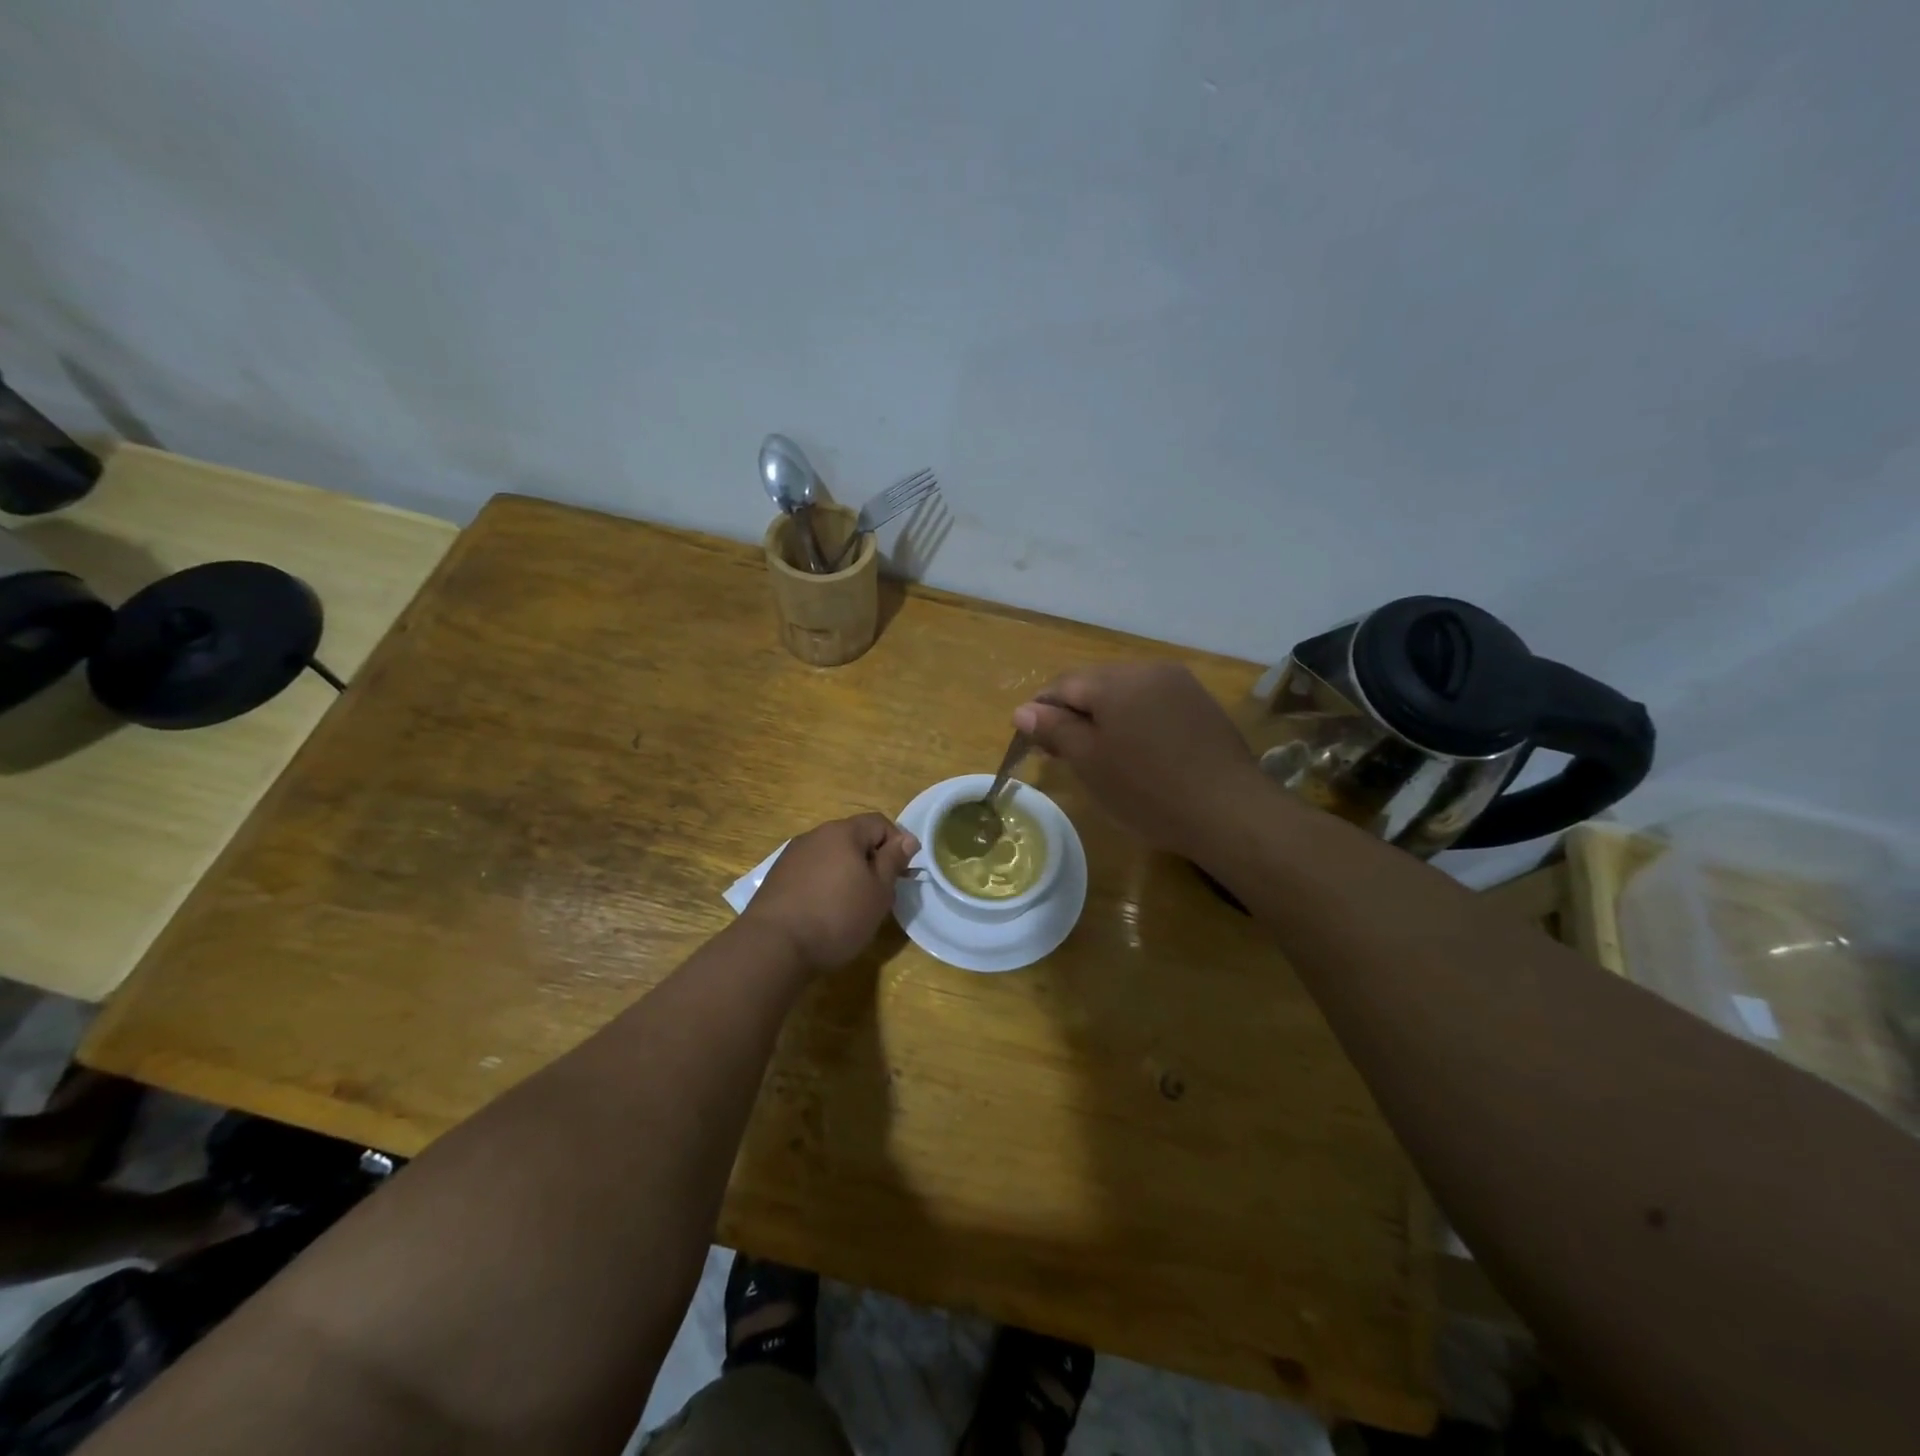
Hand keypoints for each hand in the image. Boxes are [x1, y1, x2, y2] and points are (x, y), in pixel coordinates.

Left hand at [742, 813, 920, 971]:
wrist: (773, 946)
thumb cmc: (836, 916)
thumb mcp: (878, 892)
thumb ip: (893, 861)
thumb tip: (907, 839)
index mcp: (843, 832)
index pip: (879, 823)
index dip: (897, 844)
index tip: (902, 874)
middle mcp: (815, 835)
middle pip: (853, 838)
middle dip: (871, 860)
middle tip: (880, 893)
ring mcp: (792, 856)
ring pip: (831, 856)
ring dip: (846, 873)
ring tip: (851, 906)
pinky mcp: (777, 878)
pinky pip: (811, 872)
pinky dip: (824, 885)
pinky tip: (823, 912)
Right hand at [1013, 663, 1265, 859]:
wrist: (1229, 811)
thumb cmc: (1147, 790)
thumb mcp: (1090, 762)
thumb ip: (1054, 730)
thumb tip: (1023, 710)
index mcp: (1115, 681)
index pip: (1062, 685)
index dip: (1041, 711)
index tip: (1034, 744)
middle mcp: (1148, 669)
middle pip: (1094, 684)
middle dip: (1074, 713)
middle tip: (1065, 754)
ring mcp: (1180, 684)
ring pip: (1125, 693)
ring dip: (1105, 716)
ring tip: (1102, 755)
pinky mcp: (1201, 704)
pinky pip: (1153, 703)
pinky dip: (1136, 721)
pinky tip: (1139, 753)